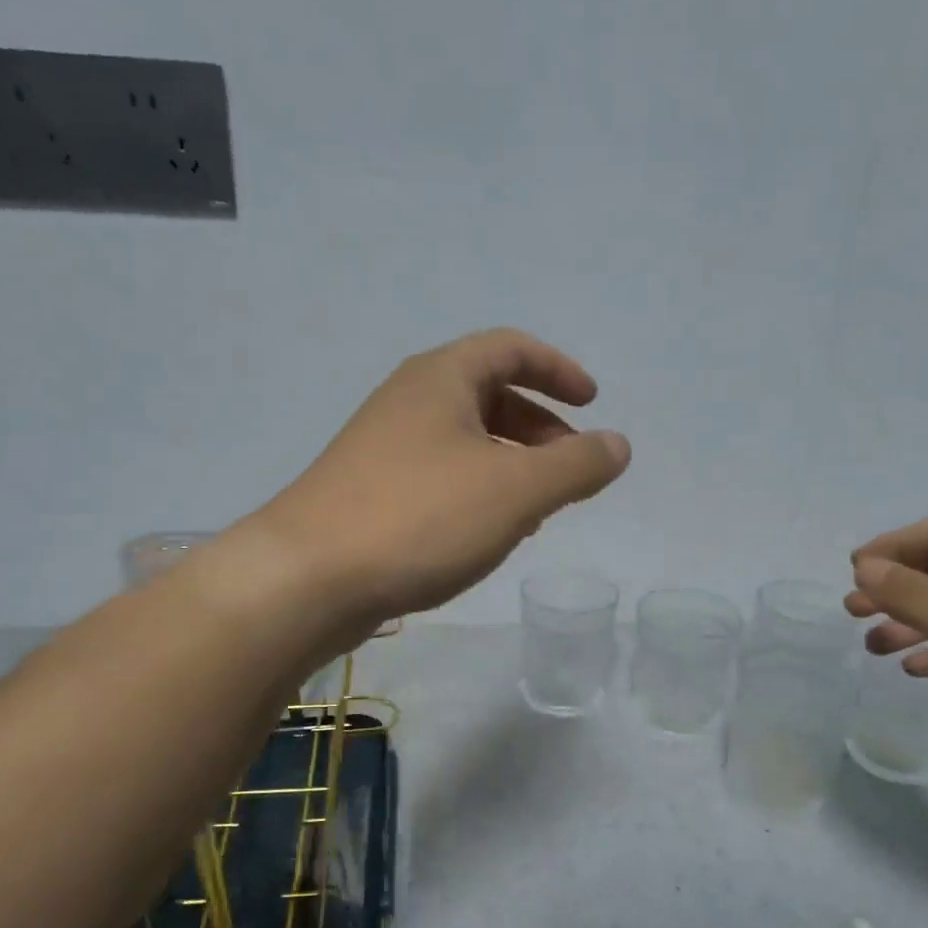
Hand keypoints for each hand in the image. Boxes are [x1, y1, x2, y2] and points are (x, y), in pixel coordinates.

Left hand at [253, 328, 630, 632]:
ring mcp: (382, 447)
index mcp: (441, 378)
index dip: (558, 369)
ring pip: (464, 440)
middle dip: (539, 426)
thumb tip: (619, 444)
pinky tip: (486, 532)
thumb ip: (576, 465)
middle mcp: (408, 401)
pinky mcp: (368, 492)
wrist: (308, 578)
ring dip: (509, 463)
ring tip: (537, 508)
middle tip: (569, 467)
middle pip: (488, 394)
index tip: (592, 403)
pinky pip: (439, 475)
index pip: (511, 348)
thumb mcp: (516, 490)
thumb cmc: (421, 518)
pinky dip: (476, 490)